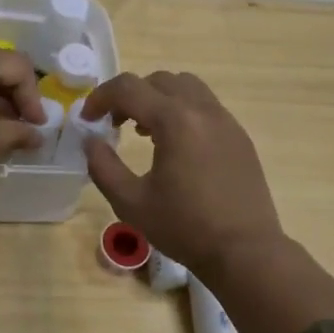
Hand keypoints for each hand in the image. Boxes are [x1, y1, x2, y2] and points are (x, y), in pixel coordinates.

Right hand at [80, 71, 284, 276]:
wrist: (246, 252)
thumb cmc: (185, 228)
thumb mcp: (131, 202)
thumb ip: (103, 166)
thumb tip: (91, 140)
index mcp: (175, 120)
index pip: (129, 88)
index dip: (101, 97)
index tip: (88, 119)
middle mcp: (203, 110)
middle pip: (158, 80)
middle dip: (130, 95)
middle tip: (114, 123)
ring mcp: (226, 121)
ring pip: (186, 87)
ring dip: (158, 98)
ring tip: (145, 130)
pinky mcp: (239, 136)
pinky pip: (205, 106)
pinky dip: (182, 111)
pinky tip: (175, 145)